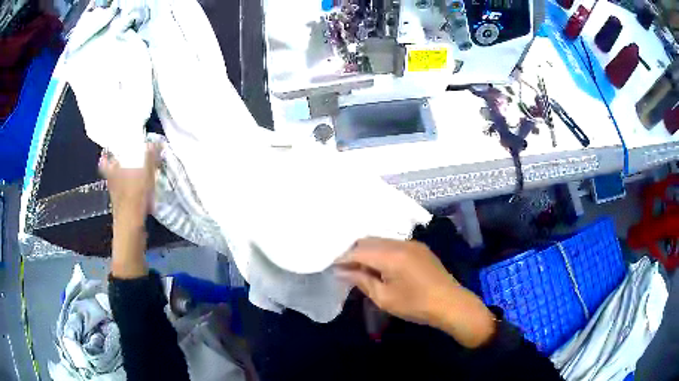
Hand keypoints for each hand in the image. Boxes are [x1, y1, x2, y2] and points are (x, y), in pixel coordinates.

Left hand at [100, 144, 158, 278]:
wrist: (131, 230)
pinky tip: (144, 190)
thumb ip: (150, 157)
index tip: (112, 148)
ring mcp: (118, 198)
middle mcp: (113, 184)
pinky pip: (128, 194)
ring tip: (140, 171)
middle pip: (113, 171)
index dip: (106, 155)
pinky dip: (134, 190)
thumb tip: (154, 141)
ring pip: (120, 183)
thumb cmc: (133, 199)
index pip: (104, 162)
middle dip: (120, 164)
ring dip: (128, 177)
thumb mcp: (145, 174)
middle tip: (130, 156)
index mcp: (113, 173)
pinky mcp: (125, 208)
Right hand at [336, 238, 495, 347]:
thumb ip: (362, 280)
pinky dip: (382, 252)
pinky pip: (393, 244)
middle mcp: (400, 243)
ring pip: (381, 241)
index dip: (343, 258)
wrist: (451, 304)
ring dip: (368, 251)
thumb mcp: (384, 298)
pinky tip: (380, 266)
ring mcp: (411, 243)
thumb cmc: (416, 305)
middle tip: (346, 269)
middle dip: (354, 252)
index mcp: (391, 255)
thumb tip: (342, 271)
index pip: (358, 250)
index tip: (333, 267)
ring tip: (361, 269)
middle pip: (369, 241)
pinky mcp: (419, 248)